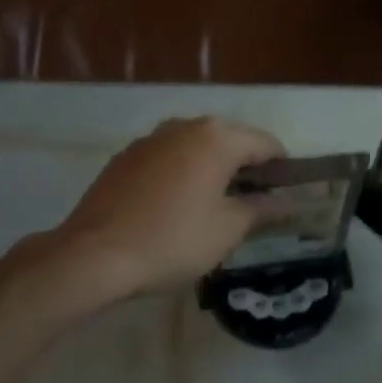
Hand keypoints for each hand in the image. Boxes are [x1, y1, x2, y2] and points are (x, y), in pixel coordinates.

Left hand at [53, 117, 284, 296]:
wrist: (94, 255)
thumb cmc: (173, 240)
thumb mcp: (228, 229)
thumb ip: (262, 209)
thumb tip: (287, 201)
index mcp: (216, 138)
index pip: (265, 143)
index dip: (282, 168)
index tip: (287, 195)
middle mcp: (184, 126)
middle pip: (230, 139)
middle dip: (247, 167)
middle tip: (255, 204)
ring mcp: (150, 140)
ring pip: (196, 148)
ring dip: (214, 169)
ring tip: (217, 205)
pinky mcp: (125, 158)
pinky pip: (168, 159)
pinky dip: (183, 174)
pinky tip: (178, 206)